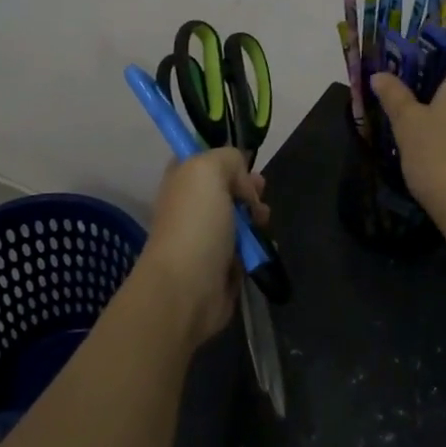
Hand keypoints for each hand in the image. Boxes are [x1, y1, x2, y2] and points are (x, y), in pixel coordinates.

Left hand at [138, 148, 269, 348]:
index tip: (245, 164)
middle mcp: (192, 206)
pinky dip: (260, 244)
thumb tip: (243, 181)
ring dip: (258, 216)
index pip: (202, 157)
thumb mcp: (208, 170)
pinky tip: (264, 245)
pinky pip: (248, 246)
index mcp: (181, 180)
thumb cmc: (196, 224)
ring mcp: (207, 236)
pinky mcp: (224, 264)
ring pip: (241, 217)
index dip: (226, 158)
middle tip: (259, 193)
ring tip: (262, 222)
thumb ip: (228, 158)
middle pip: (228, 187)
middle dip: (249, 188)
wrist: (188, 288)